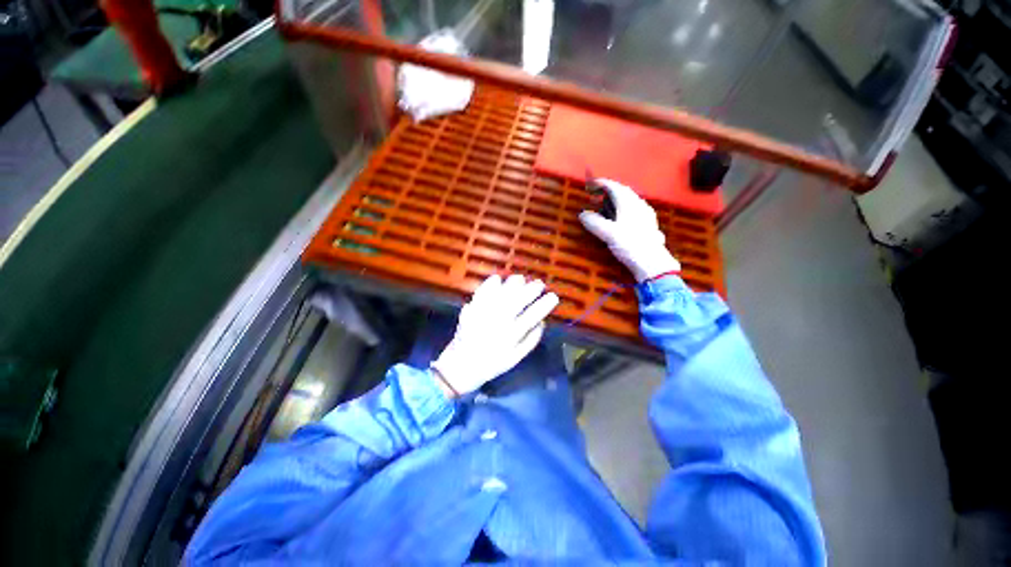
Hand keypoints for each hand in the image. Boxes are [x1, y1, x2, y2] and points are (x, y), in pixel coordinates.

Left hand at [431, 274, 559, 397]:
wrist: (461, 365)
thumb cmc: (492, 363)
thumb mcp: (516, 358)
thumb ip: (531, 340)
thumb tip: (542, 322)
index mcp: (511, 335)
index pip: (532, 315)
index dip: (545, 304)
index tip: (553, 296)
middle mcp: (499, 321)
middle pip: (518, 299)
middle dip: (532, 289)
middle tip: (539, 284)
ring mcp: (484, 313)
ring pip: (501, 292)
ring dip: (513, 283)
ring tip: (520, 279)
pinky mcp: (472, 309)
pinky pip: (482, 291)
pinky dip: (490, 283)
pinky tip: (497, 279)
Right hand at [579, 178, 680, 282]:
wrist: (652, 262)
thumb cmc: (630, 245)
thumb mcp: (608, 233)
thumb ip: (594, 222)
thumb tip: (583, 214)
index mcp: (629, 203)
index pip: (614, 187)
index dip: (601, 184)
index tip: (591, 184)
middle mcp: (639, 204)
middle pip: (623, 192)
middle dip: (608, 191)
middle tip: (596, 196)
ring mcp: (645, 214)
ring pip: (629, 201)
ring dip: (615, 201)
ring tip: (605, 207)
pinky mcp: (648, 224)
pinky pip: (633, 209)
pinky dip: (622, 209)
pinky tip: (619, 219)